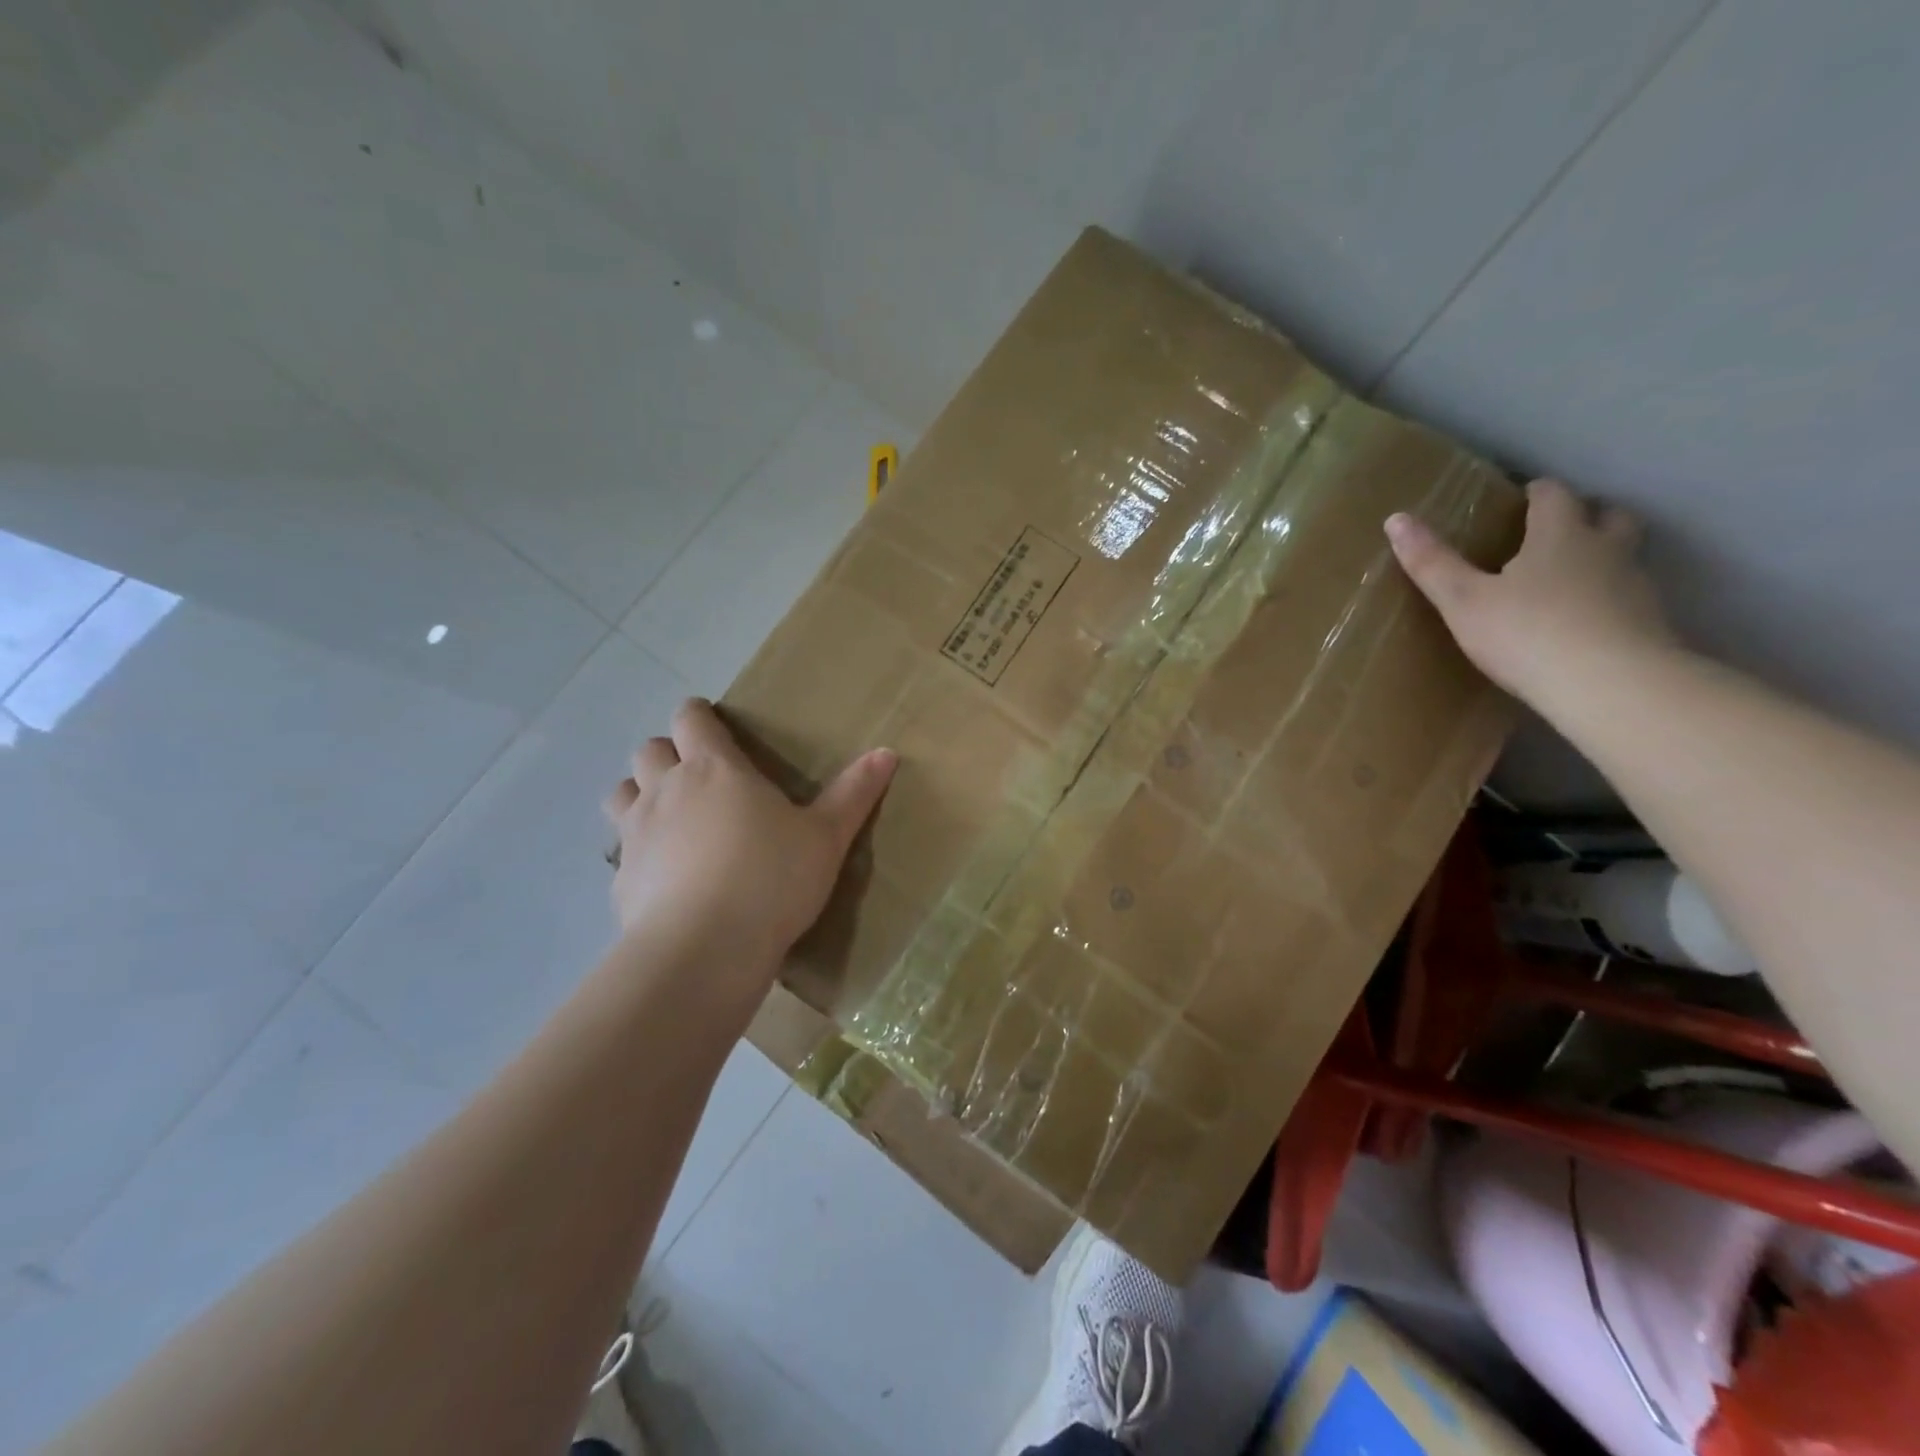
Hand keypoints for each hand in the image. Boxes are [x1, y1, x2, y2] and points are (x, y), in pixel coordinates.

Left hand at [603, 698, 896, 976]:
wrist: (704, 950)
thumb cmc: (771, 879)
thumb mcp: (826, 837)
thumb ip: (854, 793)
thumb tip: (887, 752)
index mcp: (714, 769)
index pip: (690, 718)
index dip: (698, 715)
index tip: (713, 726)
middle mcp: (666, 790)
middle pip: (648, 749)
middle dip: (668, 753)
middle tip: (699, 777)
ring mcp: (635, 834)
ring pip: (621, 793)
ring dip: (640, 794)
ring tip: (672, 818)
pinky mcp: (620, 880)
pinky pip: (622, 851)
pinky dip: (639, 852)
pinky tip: (666, 878)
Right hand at [1384, 478, 1674, 707]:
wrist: (1610, 685)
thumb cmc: (1527, 633)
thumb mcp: (1463, 601)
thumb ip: (1432, 563)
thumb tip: (1395, 518)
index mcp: (1560, 536)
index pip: (1554, 496)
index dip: (1536, 493)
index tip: (1519, 498)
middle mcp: (1605, 550)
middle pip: (1609, 516)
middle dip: (1586, 515)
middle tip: (1555, 532)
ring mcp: (1635, 587)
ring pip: (1624, 556)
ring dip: (1602, 558)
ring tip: (1567, 581)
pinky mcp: (1650, 624)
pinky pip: (1628, 599)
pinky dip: (1608, 601)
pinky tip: (1583, 625)